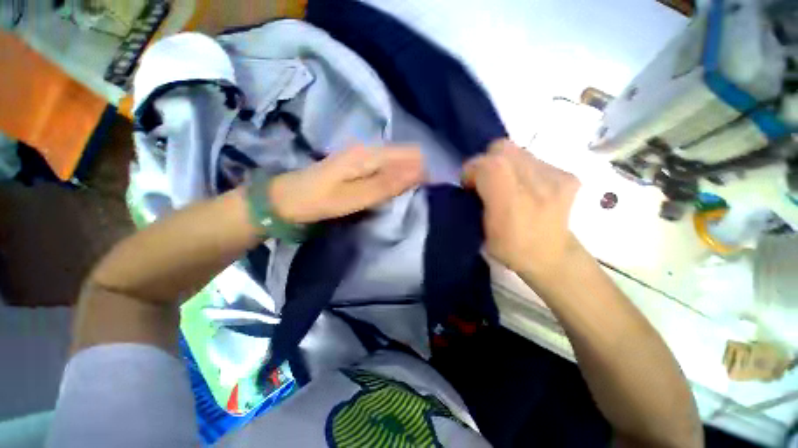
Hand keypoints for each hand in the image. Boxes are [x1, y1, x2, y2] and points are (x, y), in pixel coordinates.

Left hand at [269, 145, 424, 223]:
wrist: (287, 199)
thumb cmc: (319, 200)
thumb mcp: (354, 197)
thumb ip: (386, 185)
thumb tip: (418, 173)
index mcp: (369, 155)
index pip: (411, 155)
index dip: (424, 171)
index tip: (430, 192)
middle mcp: (369, 150)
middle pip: (406, 157)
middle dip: (417, 174)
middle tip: (421, 198)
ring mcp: (363, 157)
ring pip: (397, 163)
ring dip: (407, 178)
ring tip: (411, 197)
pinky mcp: (359, 166)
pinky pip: (386, 169)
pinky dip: (395, 180)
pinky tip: (395, 193)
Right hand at [462, 139, 581, 281]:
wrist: (552, 257)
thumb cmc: (510, 249)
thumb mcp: (481, 231)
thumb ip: (475, 201)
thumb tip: (473, 181)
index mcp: (511, 203)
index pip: (487, 164)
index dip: (472, 170)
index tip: (470, 186)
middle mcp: (536, 185)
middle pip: (501, 149)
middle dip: (486, 162)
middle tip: (486, 182)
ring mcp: (557, 177)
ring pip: (517, 151)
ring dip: (504, 164)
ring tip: (507, 185)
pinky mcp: (568, 175)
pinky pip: (533, 159)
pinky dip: (523, 169)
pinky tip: (526, 187)